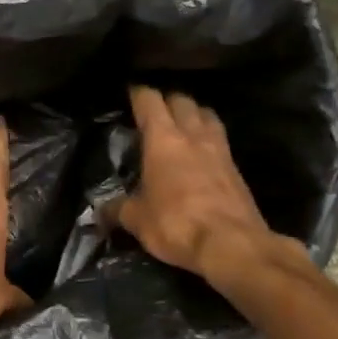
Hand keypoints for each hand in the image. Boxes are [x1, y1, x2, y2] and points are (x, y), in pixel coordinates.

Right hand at [115, 86, 301, 283]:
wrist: (232, 245)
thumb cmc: (176, 224)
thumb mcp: (137, 220)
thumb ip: (118, 209)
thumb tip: (100, 211)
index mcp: (163, 139)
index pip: (150, 101)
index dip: (139, 93)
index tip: (130, 93)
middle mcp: (193, 135)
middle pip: (182, 100)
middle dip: (167, 101)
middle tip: (155, 111)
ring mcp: (220, 149)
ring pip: (206, 115)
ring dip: (193, 114)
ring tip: (182, 125)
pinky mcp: (237, 169)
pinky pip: (220, 140)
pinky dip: (209, 138)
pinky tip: (202, 153)